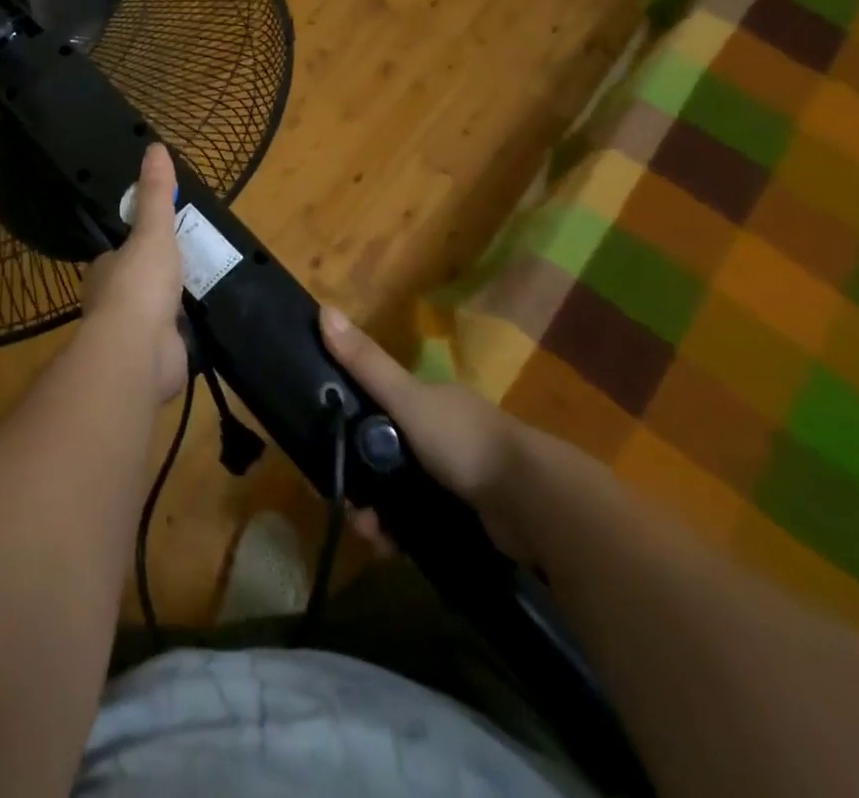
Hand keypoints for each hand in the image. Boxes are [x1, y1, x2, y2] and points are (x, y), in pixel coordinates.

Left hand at [79, 144, 188, 401]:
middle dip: (156, 280)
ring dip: (170, 310)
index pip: (118, 255)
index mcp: (106, 272)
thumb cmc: (140, 284)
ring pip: (153, 317)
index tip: (158, 240)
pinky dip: (184, 338)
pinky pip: (172, 344)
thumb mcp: (153, 231)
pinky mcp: (155, 361)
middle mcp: (113, 304)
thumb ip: (156, 194)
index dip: (136, 247)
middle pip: (136, 285)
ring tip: (200, 295)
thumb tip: (154, 146)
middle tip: (188, 266)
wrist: (139, 352)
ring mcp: (134, 336)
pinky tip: (202, 330)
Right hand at [318, 305, 532, 557]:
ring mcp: (457, 474)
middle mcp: (442, 431)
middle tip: (351, 505)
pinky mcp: (467, 514)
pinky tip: (392, 549)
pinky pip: (422, 521)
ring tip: (371, 536)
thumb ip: (366, 363)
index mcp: (429, 399)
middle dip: (363, 480)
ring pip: (402, 491)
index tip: (328, 450)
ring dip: (380, 513)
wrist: (534, 503)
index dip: (350, 425)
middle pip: (386, 453)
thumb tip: (324, 309)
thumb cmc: (465, 440)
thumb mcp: (408, 399)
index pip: (377, 405)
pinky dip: (403, 533)